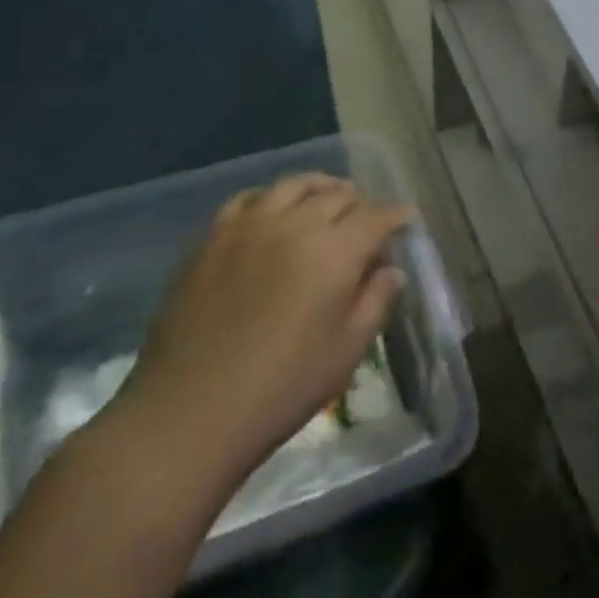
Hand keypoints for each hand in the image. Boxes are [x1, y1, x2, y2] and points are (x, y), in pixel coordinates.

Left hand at [114, 173, 412, 494]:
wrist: (190, 411)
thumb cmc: (283, 386)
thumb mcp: (347, 350)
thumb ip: (375, 301)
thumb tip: (391, 270)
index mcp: (335, 250)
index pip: (376, 216)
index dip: (397, 216)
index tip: (408, 221)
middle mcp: (294, 224)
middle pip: (337, 195)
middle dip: (361, 203)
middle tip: (369, 222)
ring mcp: (248, 227)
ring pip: (292, 186)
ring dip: (319, 188)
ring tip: (327, 199)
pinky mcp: (212, 239)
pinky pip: (248, 199)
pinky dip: (271, 197)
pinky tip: (273, 212)